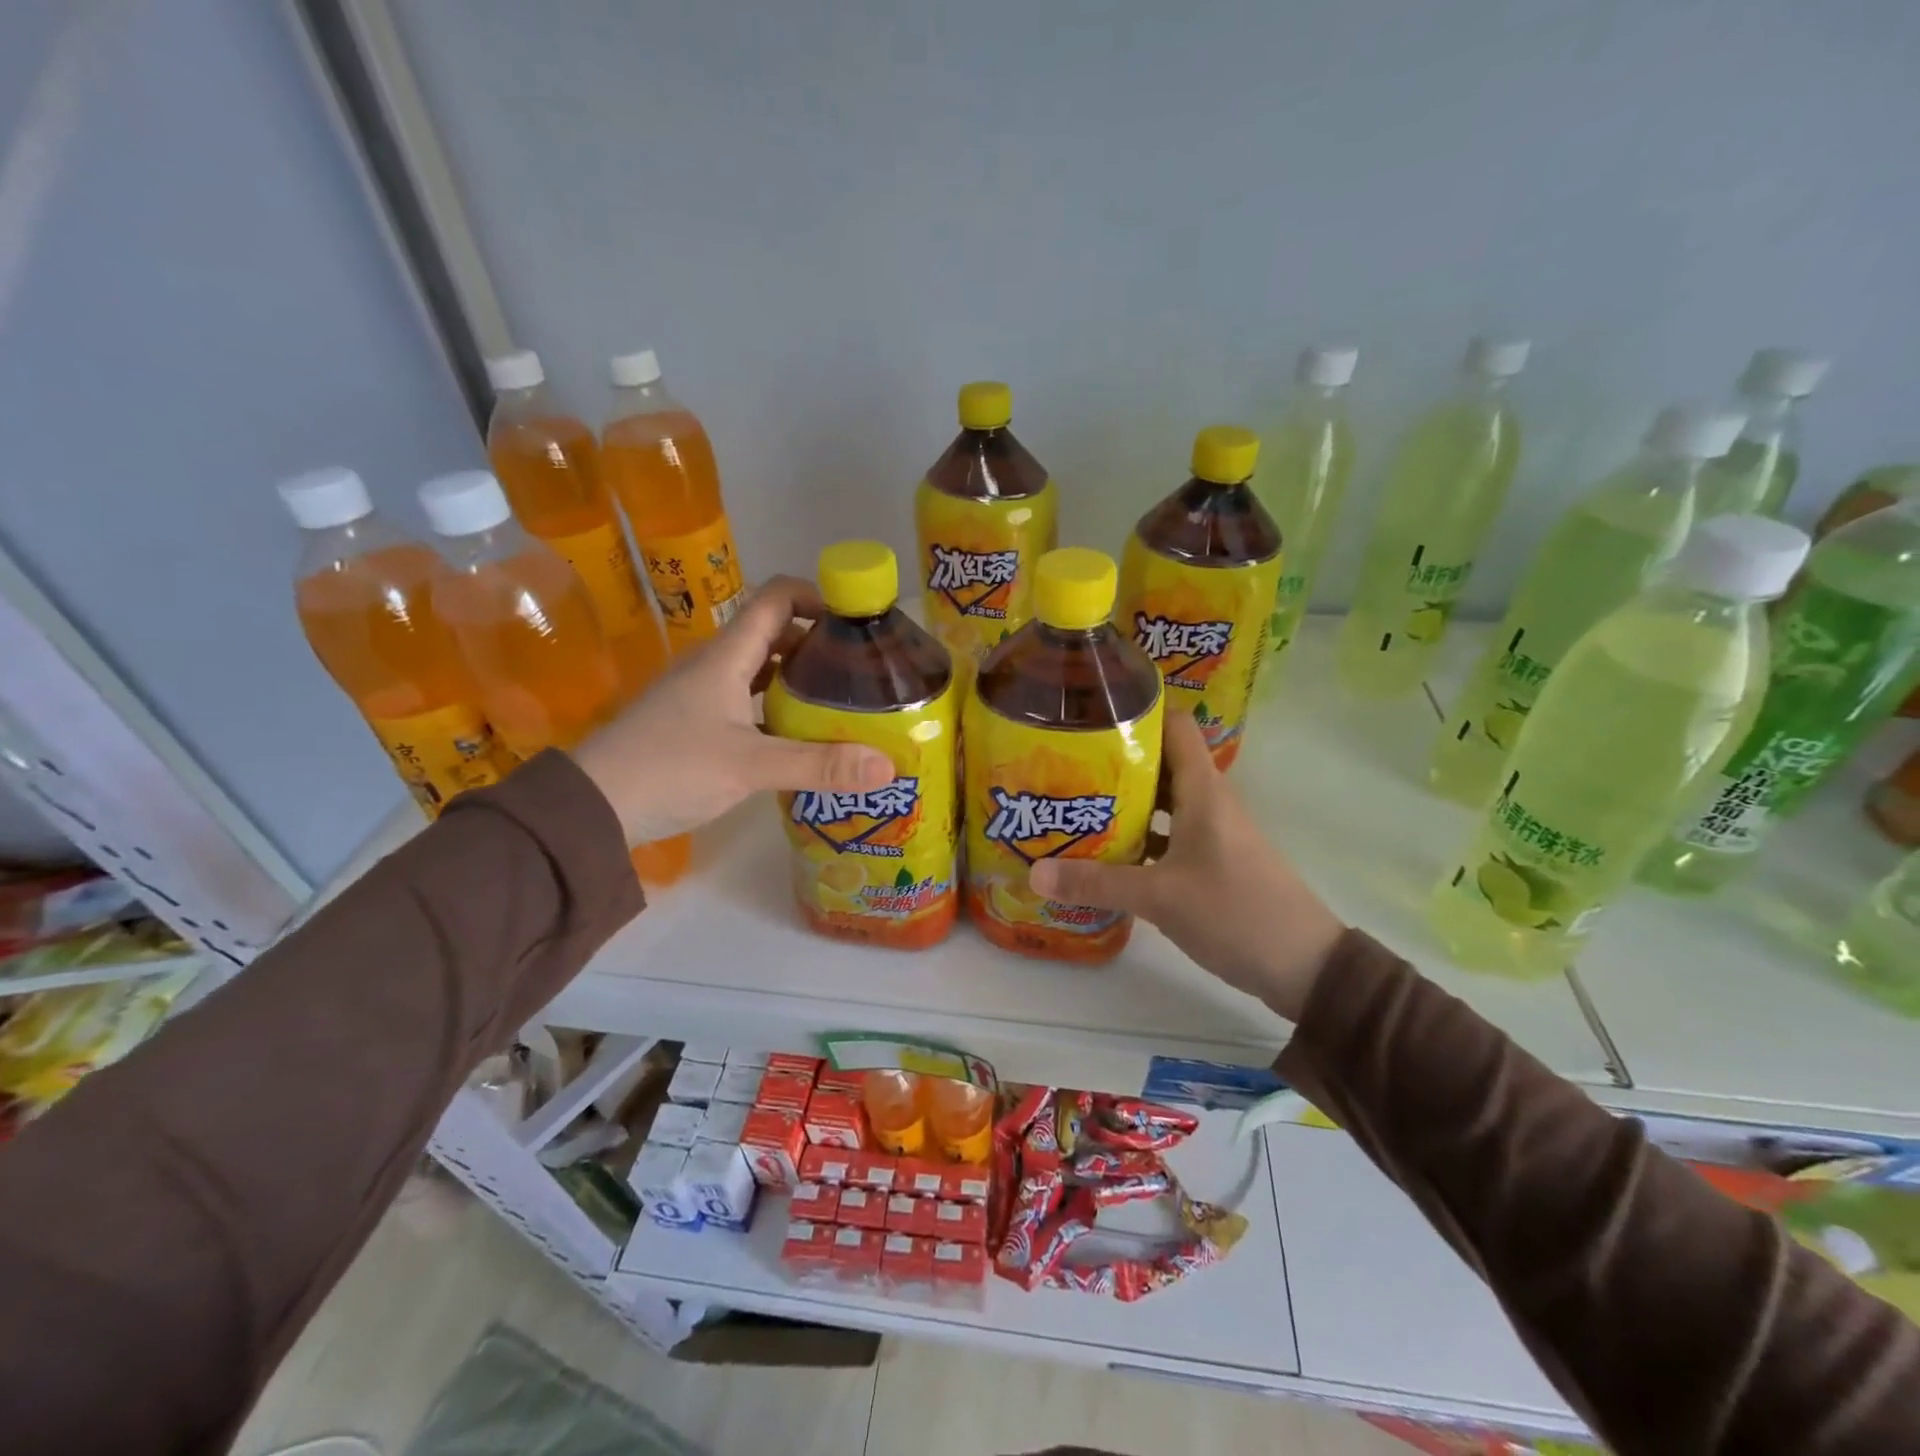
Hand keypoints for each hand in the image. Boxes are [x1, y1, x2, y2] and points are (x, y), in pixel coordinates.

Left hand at [573, 577, 894, 843]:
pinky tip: (800, 735)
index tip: (858, 620)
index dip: (818, 596)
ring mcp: (701, 694)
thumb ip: (819, 765)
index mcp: (726, 656)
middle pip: (774, 633)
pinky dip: (778, 708)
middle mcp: (714, 665)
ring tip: (842, 701)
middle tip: (862, 670)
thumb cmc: (669, 769)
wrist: (590, 807)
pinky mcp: (695, 724)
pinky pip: (747, 700)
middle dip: (819, 643)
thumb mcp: (750, 766)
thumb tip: (888, 765)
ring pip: (760, 669)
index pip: (777, 598)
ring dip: (799, 678)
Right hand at [1028, 712, 1345, 1019]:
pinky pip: (1169, 835)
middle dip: (1114, 763)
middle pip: (1159, 763)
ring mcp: (1213, 832)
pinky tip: (1106, 855)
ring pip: (1162, 802)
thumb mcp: (1160, 897)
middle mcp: (1208, 801)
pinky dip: (1140, 838)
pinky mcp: (1214, 861)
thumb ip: (1097, 883)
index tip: (1089, 717)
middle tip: (1064, 767)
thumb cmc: (1236, 912)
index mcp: (1203, 790)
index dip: (1136, 713)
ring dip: (1124, 804)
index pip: (1173, 725)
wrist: (1306, 967)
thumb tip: (1034, 873)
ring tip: (1074, 806)